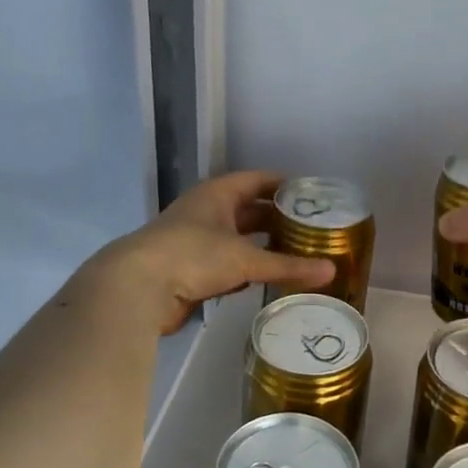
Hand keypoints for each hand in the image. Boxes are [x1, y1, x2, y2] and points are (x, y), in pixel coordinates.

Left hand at [91, 171, 335, 333]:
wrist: (136, 288)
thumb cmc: (192, 256)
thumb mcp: (245, 259)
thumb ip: (288, 266)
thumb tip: (331, 271)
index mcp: (217, 194)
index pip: (256, 180)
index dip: (282, 184)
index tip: (310, 193)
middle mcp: (206, 212)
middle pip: (248, 209)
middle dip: (276, 217)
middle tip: (311, 226)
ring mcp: (195, 241)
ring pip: (237, 238)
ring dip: (262, 244)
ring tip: (297, 251)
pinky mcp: (190, 269)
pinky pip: (227, 263)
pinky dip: (247, 267)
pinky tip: (267, 276)